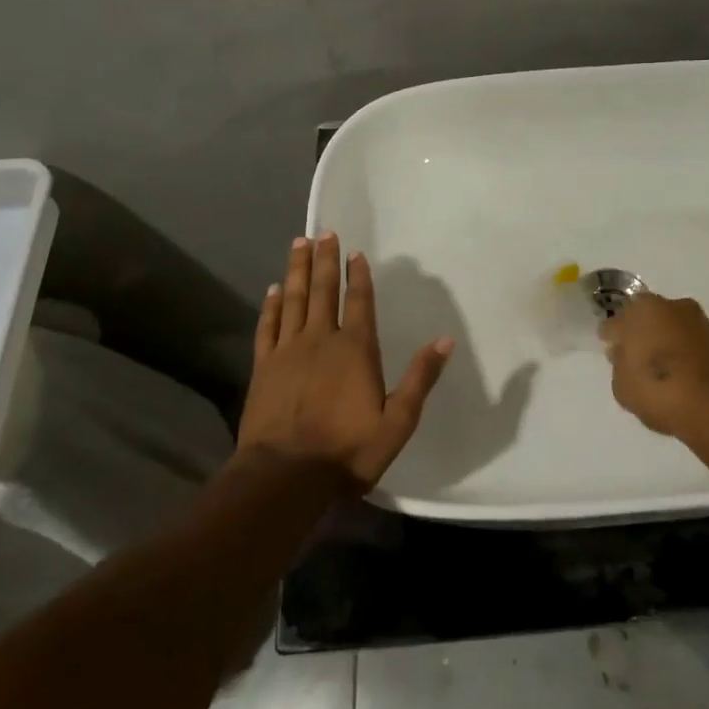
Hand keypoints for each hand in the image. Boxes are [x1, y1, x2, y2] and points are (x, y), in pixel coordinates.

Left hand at [237, 234, 453, 489]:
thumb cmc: (347, 451)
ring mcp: (288, 351)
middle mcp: (321, 339)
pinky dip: (271, 305)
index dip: (358, 275)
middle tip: (323, 232)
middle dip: (325, 260)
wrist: (285, 477)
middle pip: (323, 291)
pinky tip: (273, 290)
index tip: (355, 252)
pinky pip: (268, 326)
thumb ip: (420, 379)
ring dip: (297, 271)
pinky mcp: (264, 367)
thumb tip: (445, 340)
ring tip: (299, 244)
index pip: (359, 302)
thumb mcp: (397, 422)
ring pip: (293, 300)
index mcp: (356, 349)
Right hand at [600, 293, 708, 441]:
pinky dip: (687, 353)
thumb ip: (620, 364)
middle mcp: (672, 305)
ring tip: (663, 368)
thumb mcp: (623, 386)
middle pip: (648, 317)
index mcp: (642, 309)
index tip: (612, 349)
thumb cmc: (659, 390)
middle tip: (637, 357)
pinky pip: (693, 343)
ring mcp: (700, 321)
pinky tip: (683, 374)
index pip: (617, 320)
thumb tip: (625, 354)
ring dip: (667, 341)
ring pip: (674, 327)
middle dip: (642, 332)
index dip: (612, 336)